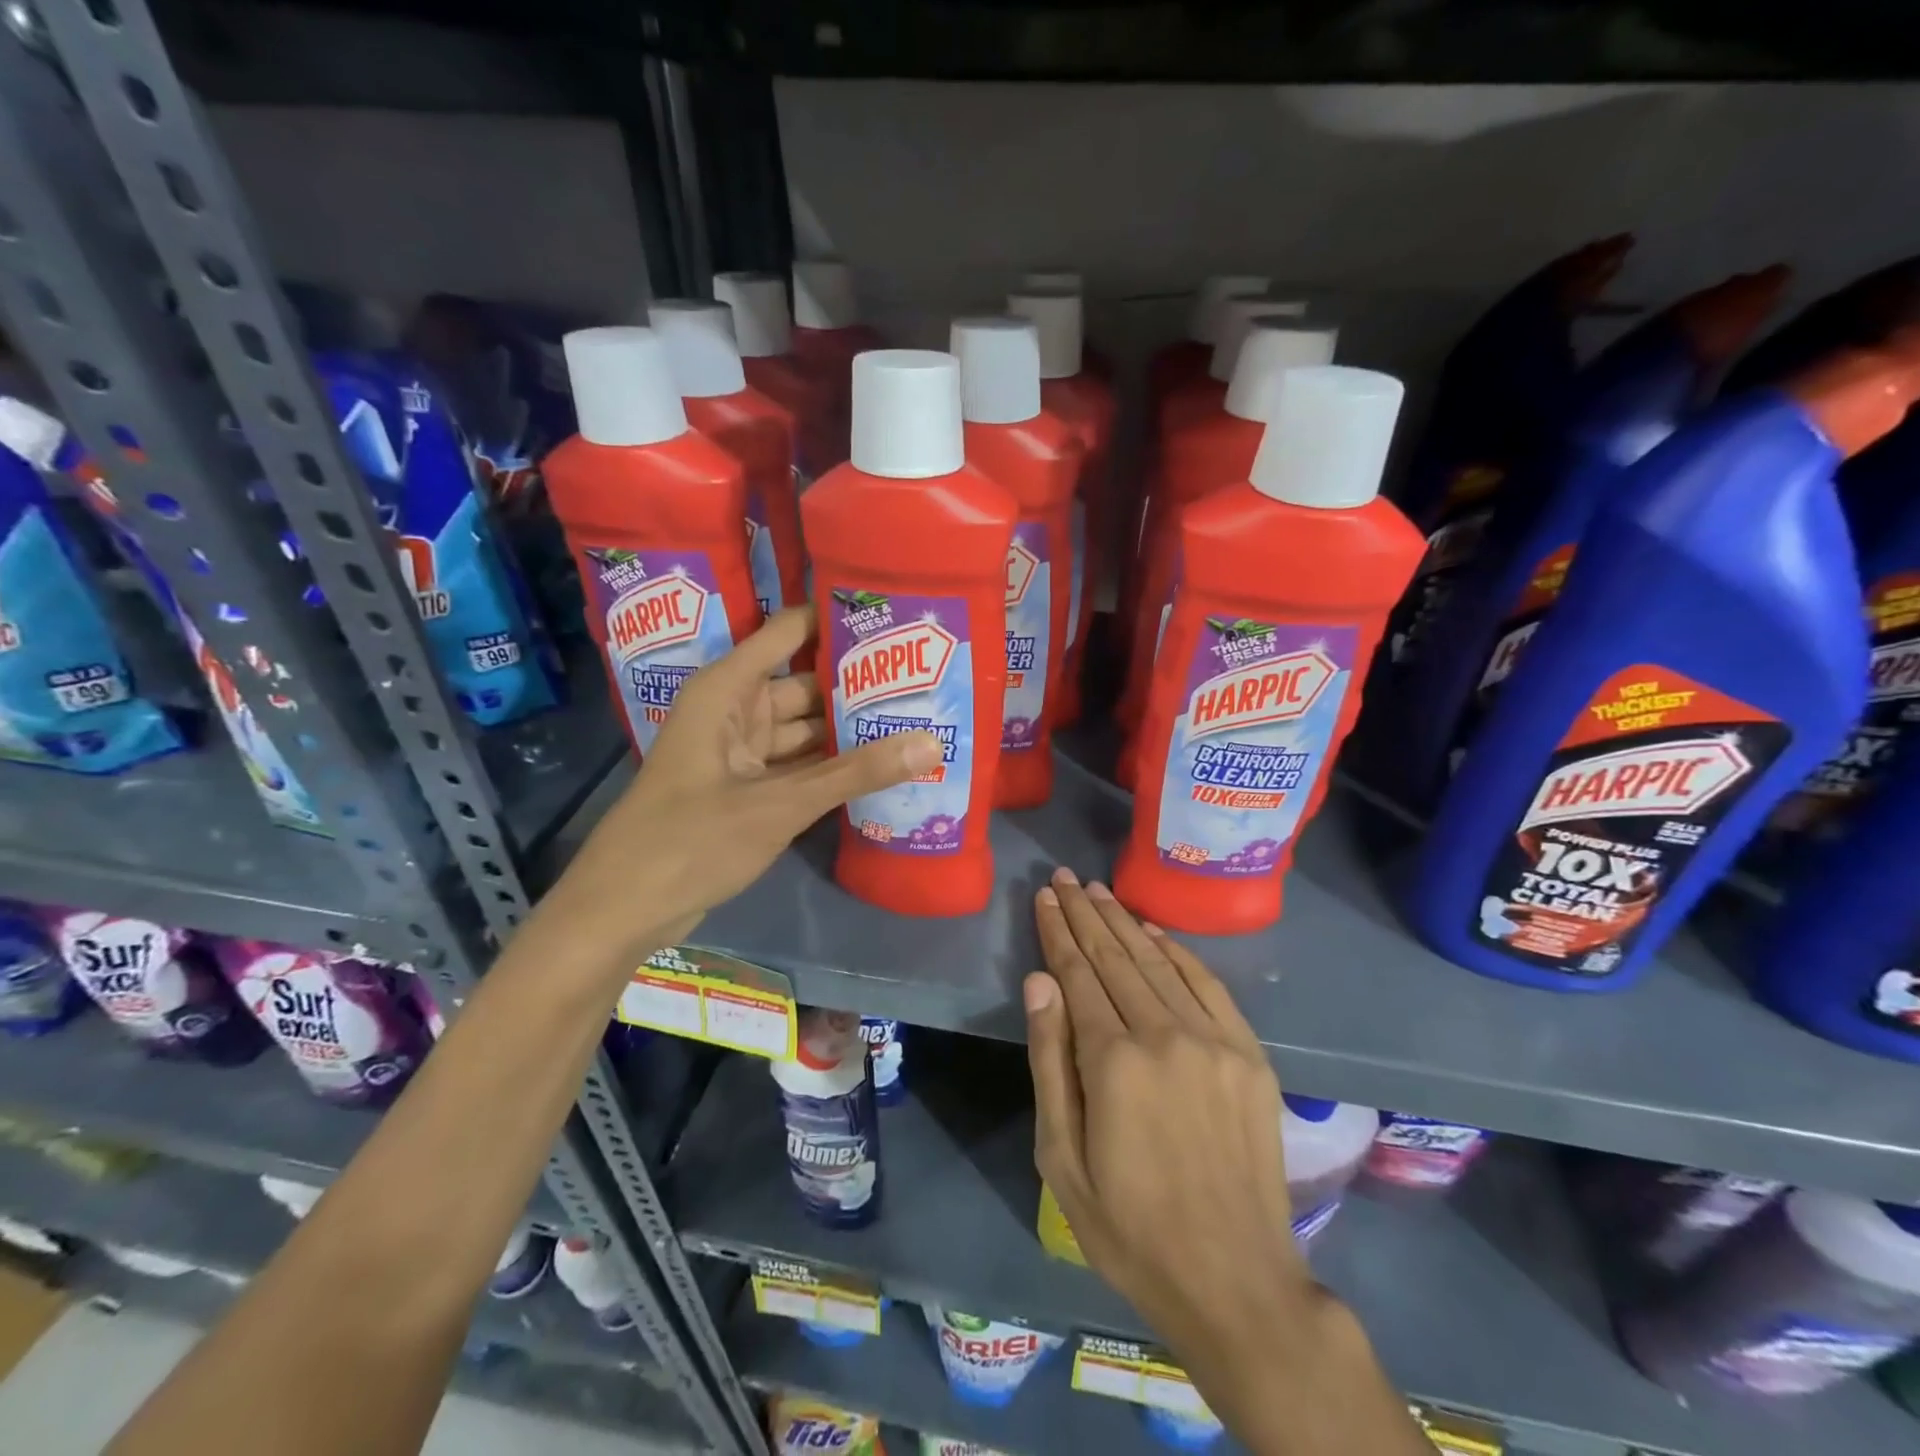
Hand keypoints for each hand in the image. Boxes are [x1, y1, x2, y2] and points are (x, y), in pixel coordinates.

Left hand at [560, 606, 940, 949]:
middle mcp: (735, 710)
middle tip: (926, 680)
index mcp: (728, 689)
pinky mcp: (748, 788)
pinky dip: (832, 767)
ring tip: (916, 719)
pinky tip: (881, 767)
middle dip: (859, 685)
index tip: (896, 617)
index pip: (791, 632)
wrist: (624, 909)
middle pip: (806, 684)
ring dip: (850, 730)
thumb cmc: (690, 840)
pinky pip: (799, 764)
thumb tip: (932, 743)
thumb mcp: (779, 804)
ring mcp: (741, 752)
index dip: (838, 620)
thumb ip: (855, 773)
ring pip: (806, 729)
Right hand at [1026, 870, 1429, 1455]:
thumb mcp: (1062, 1159)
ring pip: (1157, 962)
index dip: (1058, 933)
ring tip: (1097, 890)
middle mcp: (1165, 1036)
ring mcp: (1214, 1041)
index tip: (1044, 897)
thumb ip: (1050, 1061)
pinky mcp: (1249, 1054)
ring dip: (1124, 921)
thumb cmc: (1130, 1228)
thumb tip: (1039, 981)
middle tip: (1064, 878)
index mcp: (1113, 1063)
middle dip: (1085, 914)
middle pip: (1115, 958)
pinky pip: (1207, 984)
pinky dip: (1176, 951)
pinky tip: (1152, 930)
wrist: (1235, 1282)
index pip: (1077, 975)